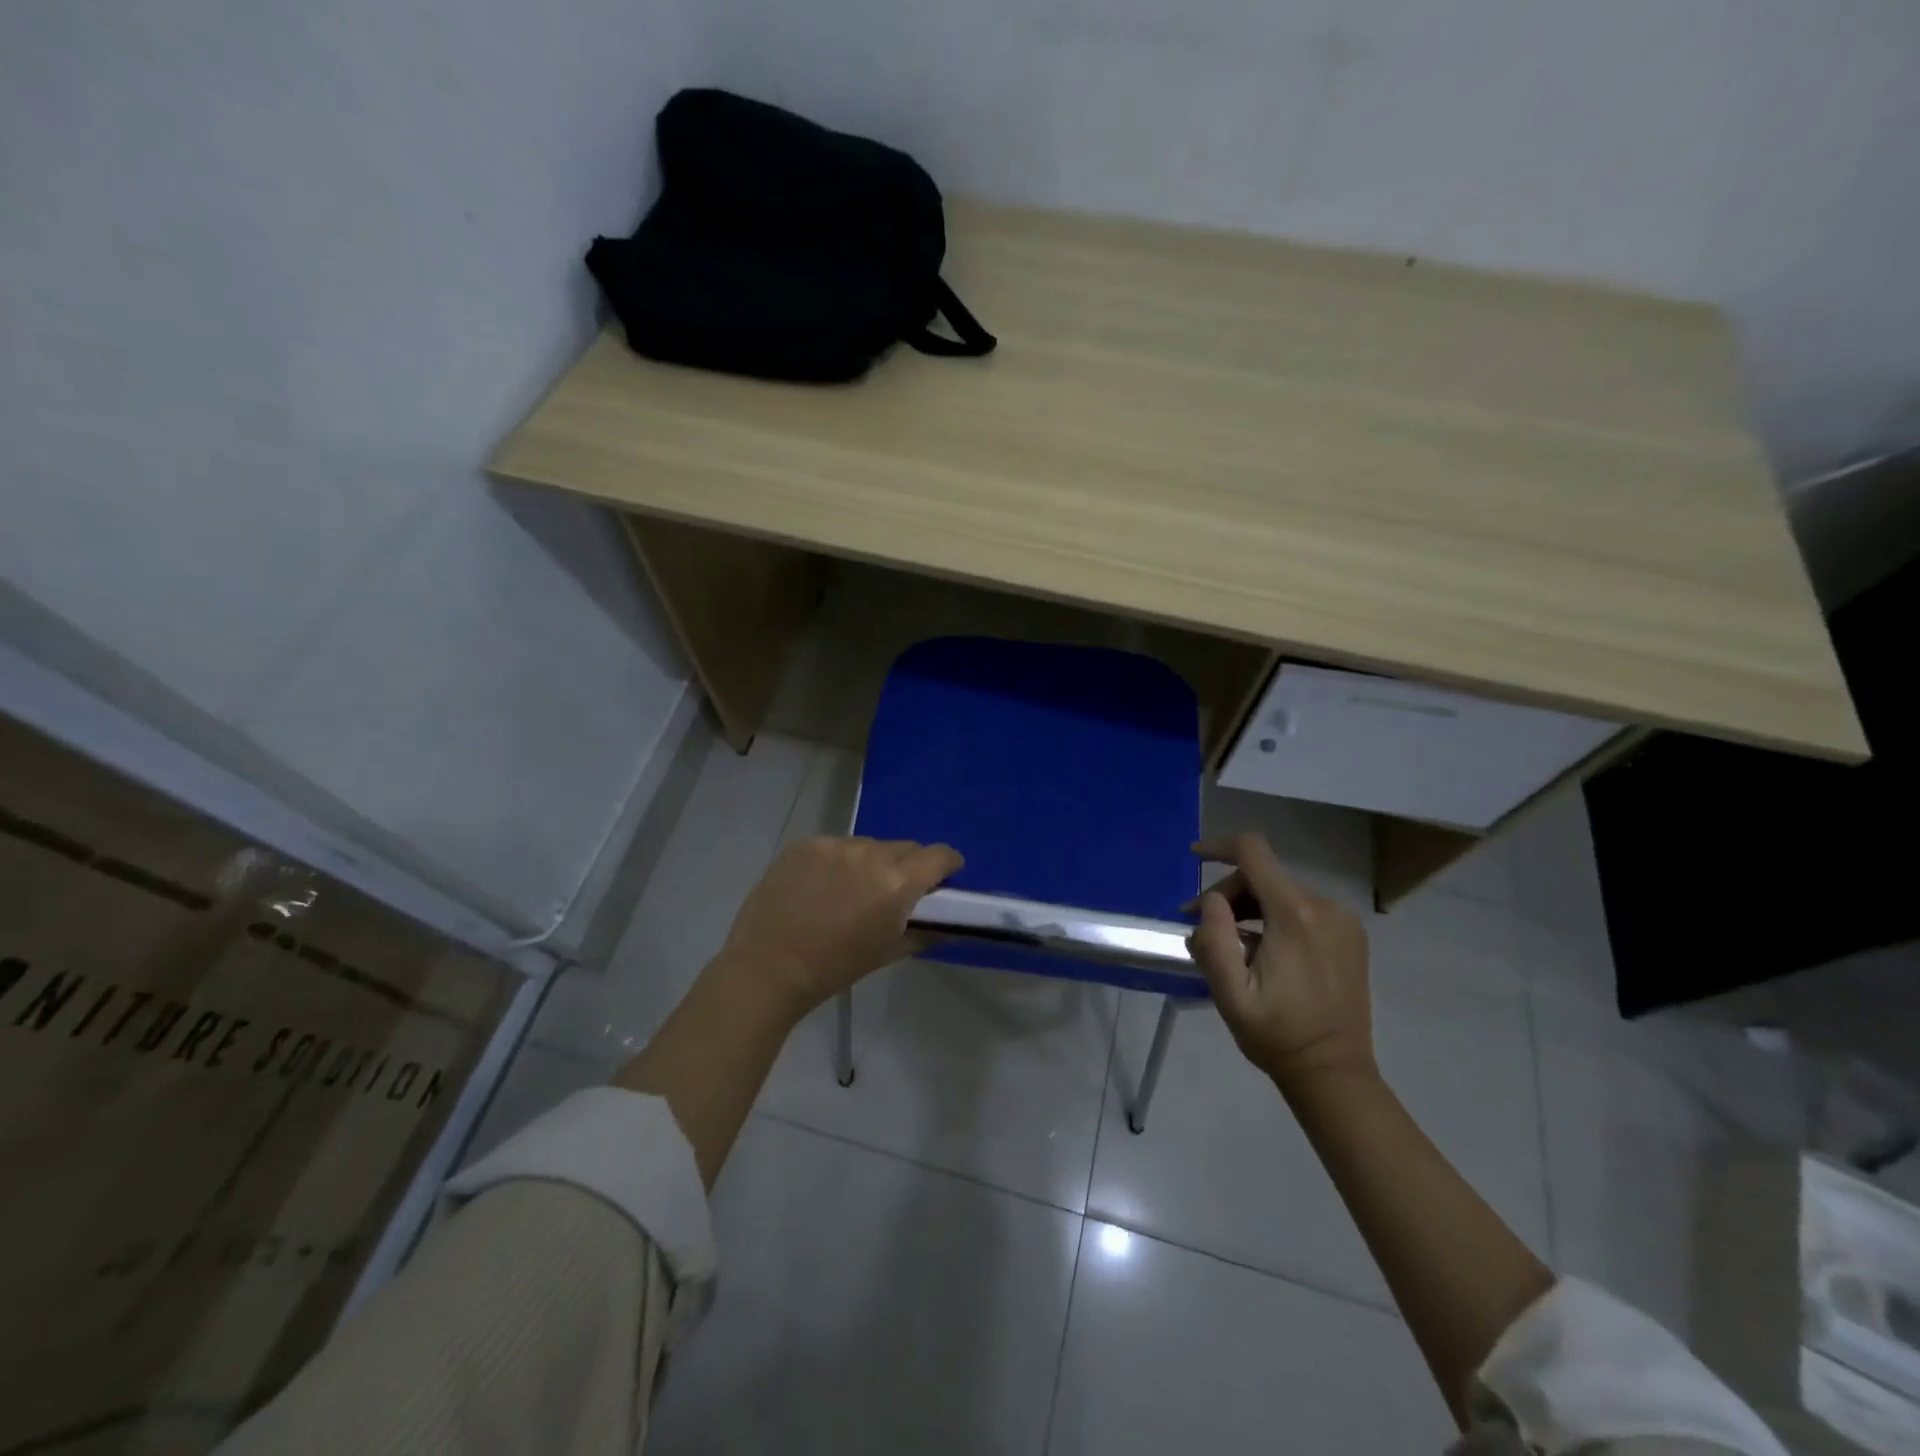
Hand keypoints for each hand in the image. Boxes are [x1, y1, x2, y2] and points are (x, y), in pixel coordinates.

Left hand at [720, 836, 963, 1015]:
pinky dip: (837, 862)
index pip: (939, 855)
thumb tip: (944, 924)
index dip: (948, 864)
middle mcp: (870, 855)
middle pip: (905, 847)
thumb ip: (922, 932)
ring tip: (850, 890)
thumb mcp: (886, 953)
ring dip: (871, 862)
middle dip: (908, 865)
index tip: (945, 876)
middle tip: (894, 890)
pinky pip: (835, 846)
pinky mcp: (806, 844)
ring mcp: (835, 845)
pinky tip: (821, 887)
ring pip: (869, 845)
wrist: (767, 968)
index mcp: (896, 884)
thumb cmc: (834, 969)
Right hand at [1186, 833, 1374, 1093]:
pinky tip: (1261, 949)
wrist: (1334, 1073)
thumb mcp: (1230, 995)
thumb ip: (1213, 940)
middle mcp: (1325, 907)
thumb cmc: (1277, 1036)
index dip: (1219, 846)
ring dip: (1249, 907)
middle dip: (1228, 893)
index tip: (1192, 855)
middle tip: (1202, 927)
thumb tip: (1210, 900)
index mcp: (1295, 916)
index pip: (1253, 853)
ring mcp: (1343, 920)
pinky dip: (1273, 917)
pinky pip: (1302, 908)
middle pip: (1264, 875)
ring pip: (1281, 891)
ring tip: (1230, 944)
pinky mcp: (1350, 935)